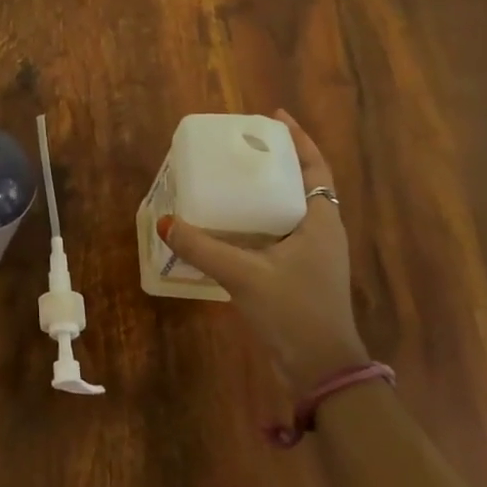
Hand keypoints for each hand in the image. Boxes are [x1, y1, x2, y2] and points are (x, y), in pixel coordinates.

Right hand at [159, 110, 366, 387]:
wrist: (322, 369)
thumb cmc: (293, 312)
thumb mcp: (244, 275)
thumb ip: (202, 248)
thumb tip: (165, 221)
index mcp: (320, 222)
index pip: (315, 168)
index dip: (298, 140)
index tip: (274, 117)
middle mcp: (321, 232)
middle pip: (302, 183)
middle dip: (276, 161)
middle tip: (242, 146)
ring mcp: (313, 256)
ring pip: (290, 209)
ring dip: (267, 190)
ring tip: (233, 177)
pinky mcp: (301, 274)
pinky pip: (280, 232)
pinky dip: (259, 219)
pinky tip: (232, 224)